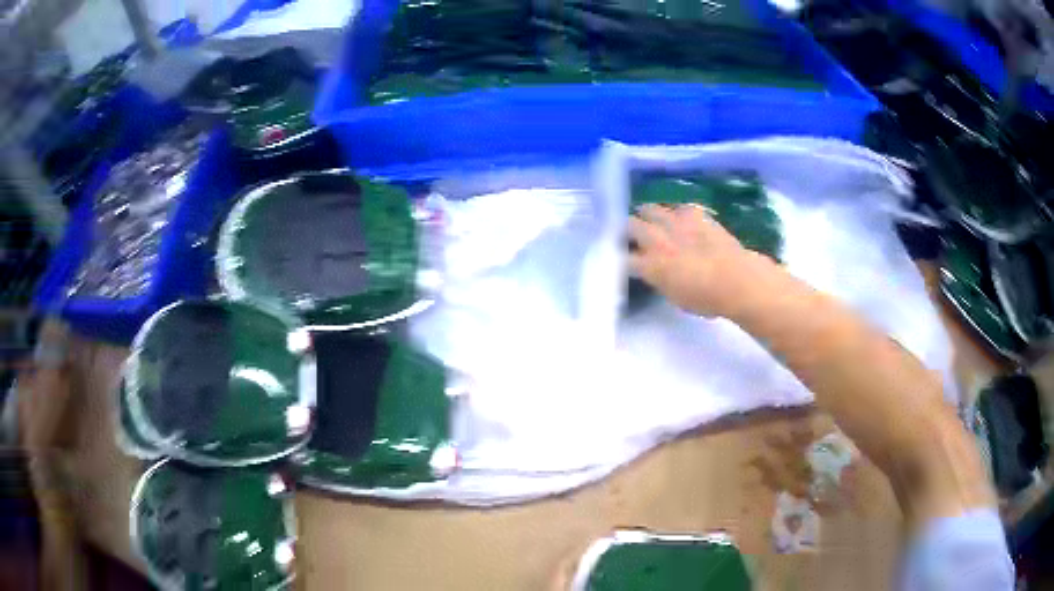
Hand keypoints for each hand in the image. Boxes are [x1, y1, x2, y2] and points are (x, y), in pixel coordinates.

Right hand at [628, 204, 772, 317]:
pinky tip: (681, 220)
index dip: (621, 258)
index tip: (623, 261)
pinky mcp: (694, 213)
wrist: (735, 279)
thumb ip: (658, 280)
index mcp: (649, 266)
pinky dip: (676, 213)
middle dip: (628, 230)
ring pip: (649, 209)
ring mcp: (674, 222)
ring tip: (652, 221)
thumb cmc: (706, 299)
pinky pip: (677, 207)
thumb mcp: (674, 297)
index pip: (623, 258)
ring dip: (648, 215)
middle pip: (630, 225)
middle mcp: (656, 240)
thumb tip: (652, 272)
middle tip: (632, 235)